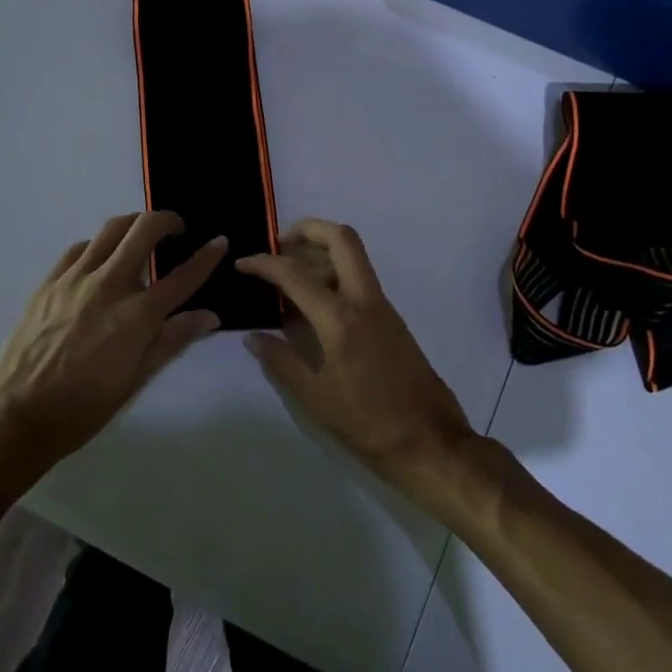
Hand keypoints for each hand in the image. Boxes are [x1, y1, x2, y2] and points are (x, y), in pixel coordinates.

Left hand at [0, 212, 225, 466]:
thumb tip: (210, 316)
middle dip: (168, 220)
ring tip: (140, 237)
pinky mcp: (49, 281)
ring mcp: (75, 279)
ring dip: (134, 225)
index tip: (220, 242)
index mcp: (137, 316)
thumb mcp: (136, 380)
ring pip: (111, 229)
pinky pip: (79, 248)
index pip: (183, 276)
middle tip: (176, 231)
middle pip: (145, 230)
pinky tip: (100, 260)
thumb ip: (173, 341)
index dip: (207, 256)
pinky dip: (98, 245)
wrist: (17, 415)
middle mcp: (109, 286)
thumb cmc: (84, 407)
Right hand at [237, 219, 477, 499]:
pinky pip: (359, 279)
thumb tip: (253, 338)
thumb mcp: (314, 398)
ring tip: (291, 273)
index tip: (242, 263)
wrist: (430, 442)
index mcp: (340, 318)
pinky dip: (335, 273)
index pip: (295, 274)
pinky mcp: (391, 319)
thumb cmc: (368, 423)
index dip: (264, 263)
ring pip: (354, 256)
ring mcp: (382, 307)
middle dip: (308, 230)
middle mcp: (364, 300)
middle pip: (341, 238)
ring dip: (322, 251)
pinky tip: (315, 301)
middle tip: (280, 246)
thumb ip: (280, 361)